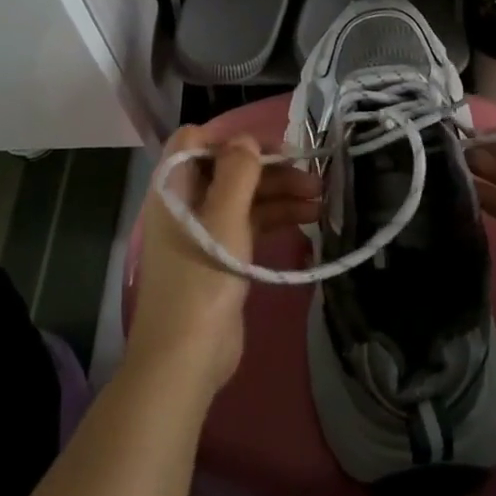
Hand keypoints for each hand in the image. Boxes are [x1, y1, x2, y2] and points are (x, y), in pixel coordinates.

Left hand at [124, 128, 321, 397]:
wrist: (186, 358)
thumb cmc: (202, 277)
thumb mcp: (224, 217)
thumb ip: (238, 171)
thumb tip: (247, 140)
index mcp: (174, 186)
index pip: (197, 141)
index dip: (233, 138)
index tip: (273, 146)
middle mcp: (186, 202)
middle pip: (229, 169)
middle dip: (270, 168)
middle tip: (312, 174)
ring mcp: (204, 231)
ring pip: (244, 197)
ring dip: (279, 193)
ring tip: (321, 198)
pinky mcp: (221, 257)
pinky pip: (249, 224)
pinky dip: (276, 217)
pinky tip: (309, 219)